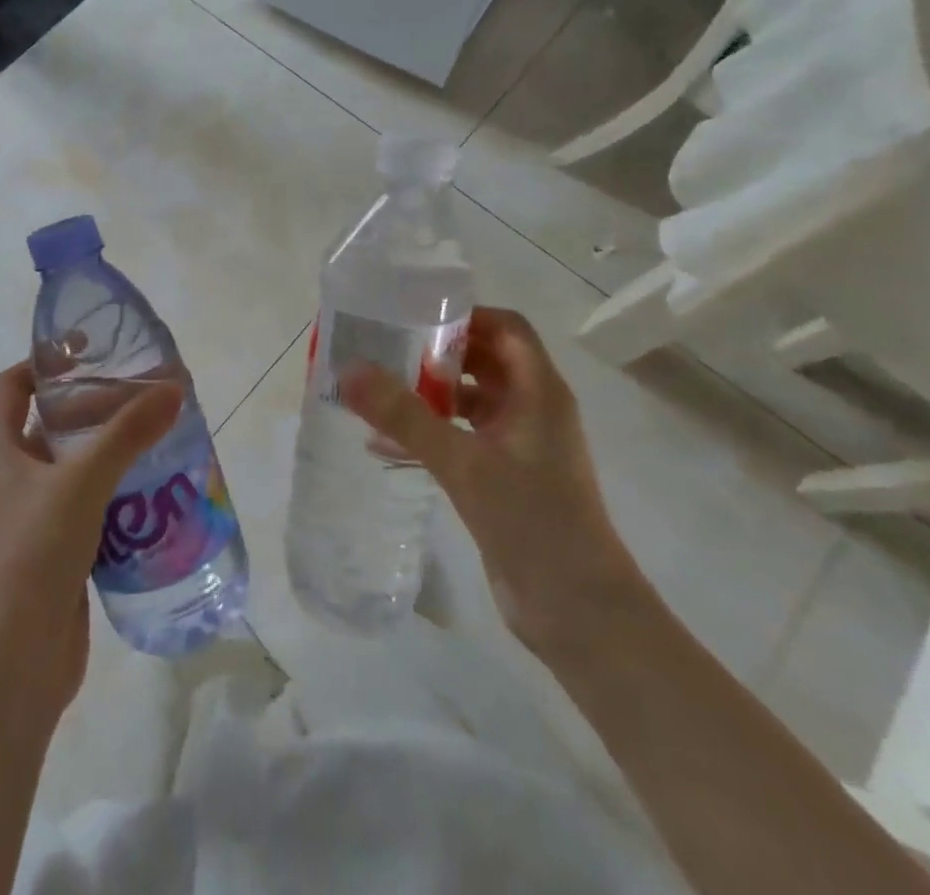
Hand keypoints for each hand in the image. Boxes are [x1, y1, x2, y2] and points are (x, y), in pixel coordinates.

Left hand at [0, 362, 180, 713]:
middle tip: (140, 396)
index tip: (88, 352)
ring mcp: (29, 519)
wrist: (13, 661)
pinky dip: (113, 494)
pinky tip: (152, 494)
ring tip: (156, 437)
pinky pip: (84, 507)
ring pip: (70, 468)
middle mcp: (8, 479)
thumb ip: (129, 433)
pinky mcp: (53, 553)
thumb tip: (173, 388)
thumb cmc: (34, 552)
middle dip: (91, 408)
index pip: (11, 387)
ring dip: (107, 452)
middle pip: (48, 425)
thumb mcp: (83, 481)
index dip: (43, 363)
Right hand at [339, 306, 642, 656]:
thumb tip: (350, 370)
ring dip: (432, 393)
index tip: (415, 316)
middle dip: (438, 352)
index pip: (506, 328)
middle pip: (486, 360)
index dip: (466, 315)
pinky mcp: (508, 477)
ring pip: (473, 401)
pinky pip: (466, 438)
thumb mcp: (463, 462)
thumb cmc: (532, 521)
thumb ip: (405, 416)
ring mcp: (522, 446)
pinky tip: (386, 446)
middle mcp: (534, 409)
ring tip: (379, 390)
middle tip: (385, 348)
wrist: (580, 613)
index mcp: (539, 392)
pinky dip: (433, 433)